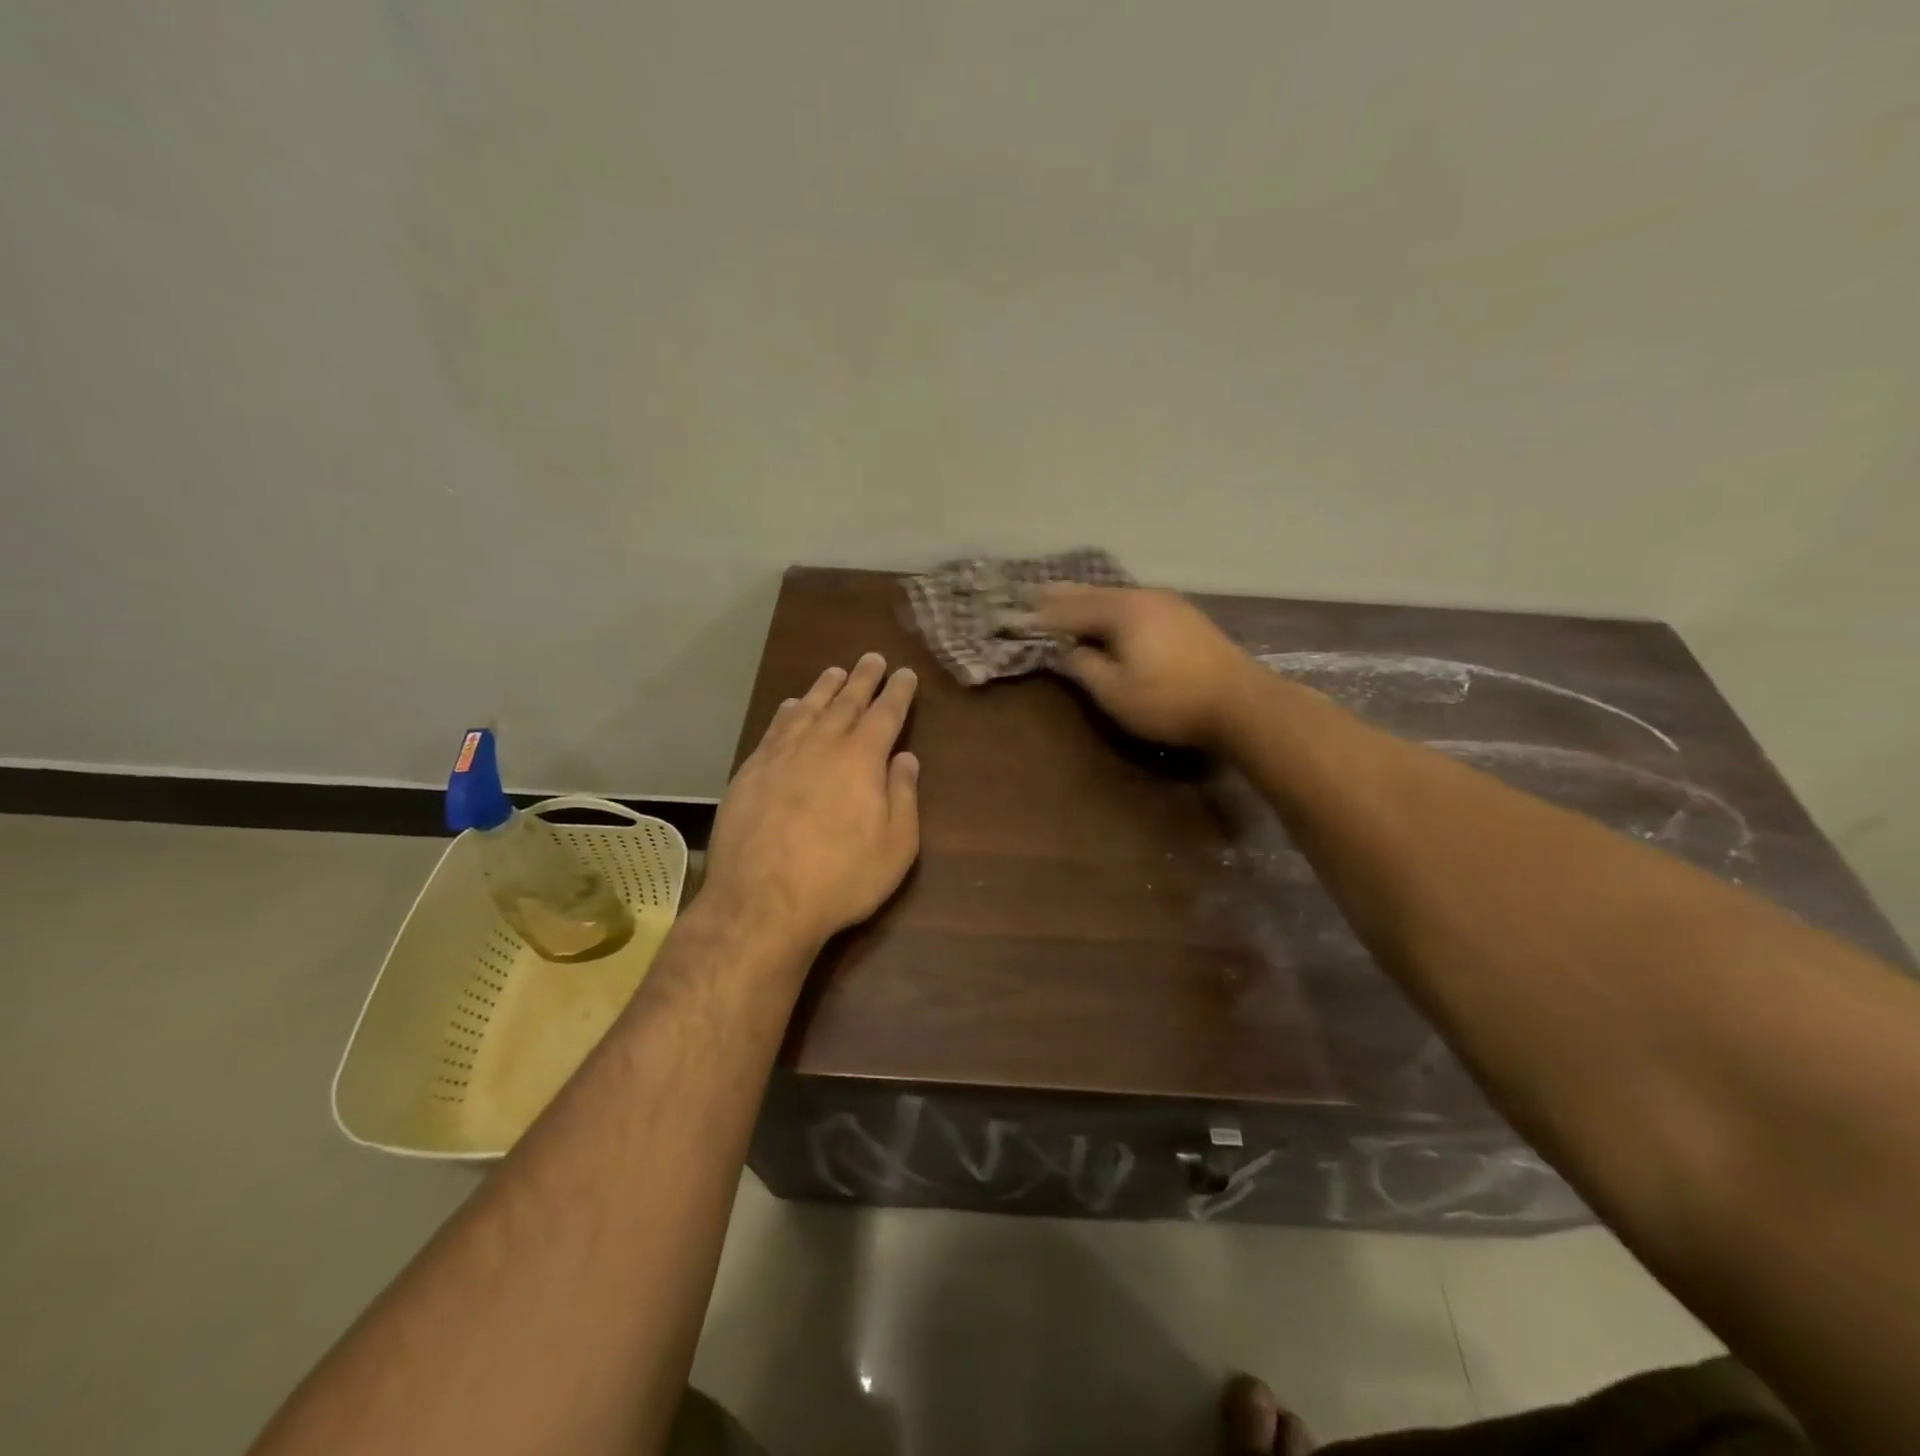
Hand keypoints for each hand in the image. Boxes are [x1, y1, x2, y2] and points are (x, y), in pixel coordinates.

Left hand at [706, 653, 920, 950]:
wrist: (761, 902)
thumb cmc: (840, 878)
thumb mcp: (895, 846)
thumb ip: (903, 796)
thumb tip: (906, 758)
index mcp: (862, 759)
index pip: (885, 714)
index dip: (898, 692)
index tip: (904, 674)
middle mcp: (821, 745)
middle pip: (846, 702)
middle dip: (863, 678)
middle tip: (873, 658)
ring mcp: (781, 755)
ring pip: (808, 708)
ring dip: (825, 688)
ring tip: (835, 672)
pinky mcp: (751, 771)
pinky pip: (774, 728)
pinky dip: (788, 711)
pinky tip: (792, 706)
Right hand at [1029, 584, 1257, 748]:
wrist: (1242, 703)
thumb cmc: (1170, 701)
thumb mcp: (1115, 693)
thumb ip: (1083, 667)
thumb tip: (1064, 651)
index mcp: (1121, 611)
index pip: (1068, 610)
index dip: (1040, 616)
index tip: (1014, 615)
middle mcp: (1142, 597)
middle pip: (1091, 594)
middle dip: (1059, 595)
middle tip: (1031, 592)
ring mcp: (1167, 603)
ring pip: (1114, 596)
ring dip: (1086, 598)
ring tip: (1063, 599)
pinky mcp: (1184, 616)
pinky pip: (1133, 603)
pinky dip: (1109, 605)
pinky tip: (1108, 612)